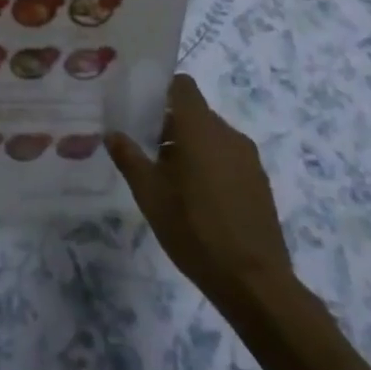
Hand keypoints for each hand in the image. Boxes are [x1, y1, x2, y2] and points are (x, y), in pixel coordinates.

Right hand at [107, 74, 291, 300]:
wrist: (254, 283)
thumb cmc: (195, 230)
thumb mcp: (150, 195)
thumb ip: (129, 158)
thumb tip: (111, 133)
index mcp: (201, 129)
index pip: (183, 86)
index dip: (161, 89)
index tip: (140, 106)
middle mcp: (228, 134)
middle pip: (195, 113)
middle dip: (170, 125)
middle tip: (145, 149)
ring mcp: (248, 159)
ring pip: (212, 137)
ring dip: (190, 147)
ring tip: (168, 179)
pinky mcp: (259, 183)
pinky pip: (228, 158)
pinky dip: (210, 165)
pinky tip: (196, 199)